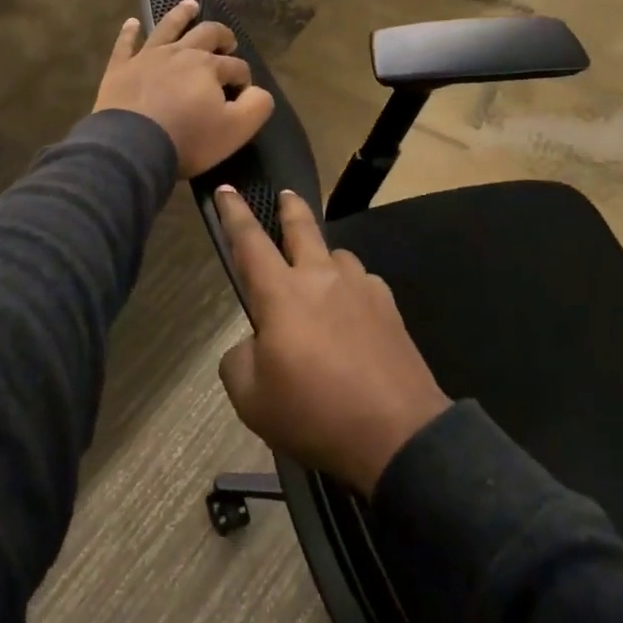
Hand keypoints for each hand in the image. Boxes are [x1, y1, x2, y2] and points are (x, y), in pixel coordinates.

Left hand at [93, 0, 274, 178]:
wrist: (131, 147)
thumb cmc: (187, 139)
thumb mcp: (235, 130)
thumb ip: (256, 106)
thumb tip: (259, 91)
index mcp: (209, 66)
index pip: (236, 66)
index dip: (244, 78)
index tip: (244, 93)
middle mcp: (180, 53)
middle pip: (206, 34)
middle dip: (221, 36)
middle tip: (228, 42)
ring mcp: (147, 57)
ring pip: (168, 27)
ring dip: (182, 15)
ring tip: (191, 5)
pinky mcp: (120, 68)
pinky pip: (125, 44)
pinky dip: (129, 32)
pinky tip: (132, 22)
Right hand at [215, 187, 449, 495]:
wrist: (396, 434)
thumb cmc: (314, 413)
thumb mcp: (250, 398)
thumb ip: (239, 360)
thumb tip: (254, 344)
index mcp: (281, 293)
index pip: (249, 241)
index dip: (234, 213)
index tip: (226, 189)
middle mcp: (321, 278)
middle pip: (303, 227)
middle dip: (290, 207)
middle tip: (285, 195)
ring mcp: (360, 288)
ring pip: (337, 255)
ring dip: (324, 256)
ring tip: (321, 274)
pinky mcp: (389, 307)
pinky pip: (363, 282)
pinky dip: (351, 287)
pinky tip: (353, 310)